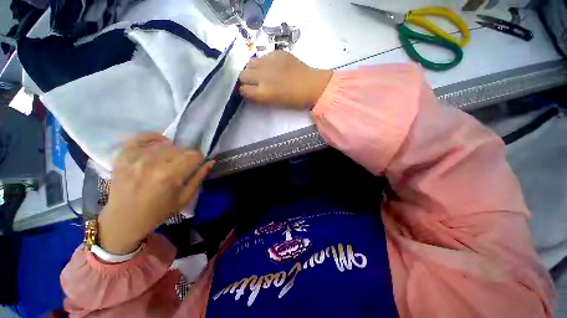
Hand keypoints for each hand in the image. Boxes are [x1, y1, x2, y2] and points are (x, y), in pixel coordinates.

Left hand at [97, 133, 213, 254]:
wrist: (125, 219)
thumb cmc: (159, 211)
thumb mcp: (185, 197)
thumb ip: (199, 177)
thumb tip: (211, 162)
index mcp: (170, 175)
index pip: (194, 155)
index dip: (199, 159)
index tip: (197, 164)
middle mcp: (153, 163)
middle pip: (180, 148)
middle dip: (187, 155)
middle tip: (183, 164)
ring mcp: (136, 158)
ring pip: (164, 143)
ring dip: (172, 149)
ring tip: (170, 158)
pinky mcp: (123, 156)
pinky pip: (140, 138)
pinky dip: (152, 137)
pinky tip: (159, 142)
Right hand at [239, 50, 332, 108]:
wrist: (310, 86)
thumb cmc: (293, 100)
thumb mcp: (273, 103)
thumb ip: (258, 97)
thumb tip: (248, 91)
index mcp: (263, 92)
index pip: (242, 89)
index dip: (244, 91)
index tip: (247, 91)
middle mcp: (262, 76)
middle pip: (242, 74)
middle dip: (246, 79)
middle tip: (253, 82)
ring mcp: (269, 62)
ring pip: (250, 63)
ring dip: (252, 69)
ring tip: (261, 73)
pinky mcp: (277, 53)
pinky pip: (263, 56)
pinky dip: (264, 62)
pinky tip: (272, 67)